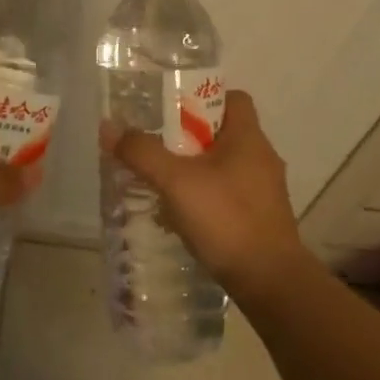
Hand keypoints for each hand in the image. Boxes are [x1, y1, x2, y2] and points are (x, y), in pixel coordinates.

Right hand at [102, 90, 311, 300]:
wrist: (270, 282)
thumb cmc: (226, 219)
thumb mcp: (175, 181)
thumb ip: (142, 152)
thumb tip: (109, 128)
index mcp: (248, 138)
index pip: (231, 97)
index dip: (200, 97)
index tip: (169, 109)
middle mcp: (261, 158)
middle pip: (221, 132)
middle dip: (186, 137)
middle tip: (154, 145)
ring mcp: (263, 190)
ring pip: (222, 166)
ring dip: (192, 170)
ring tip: (160, 181)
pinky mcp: (260, 218)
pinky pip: (226, 194)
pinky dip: (203, 197)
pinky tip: (179, 214)